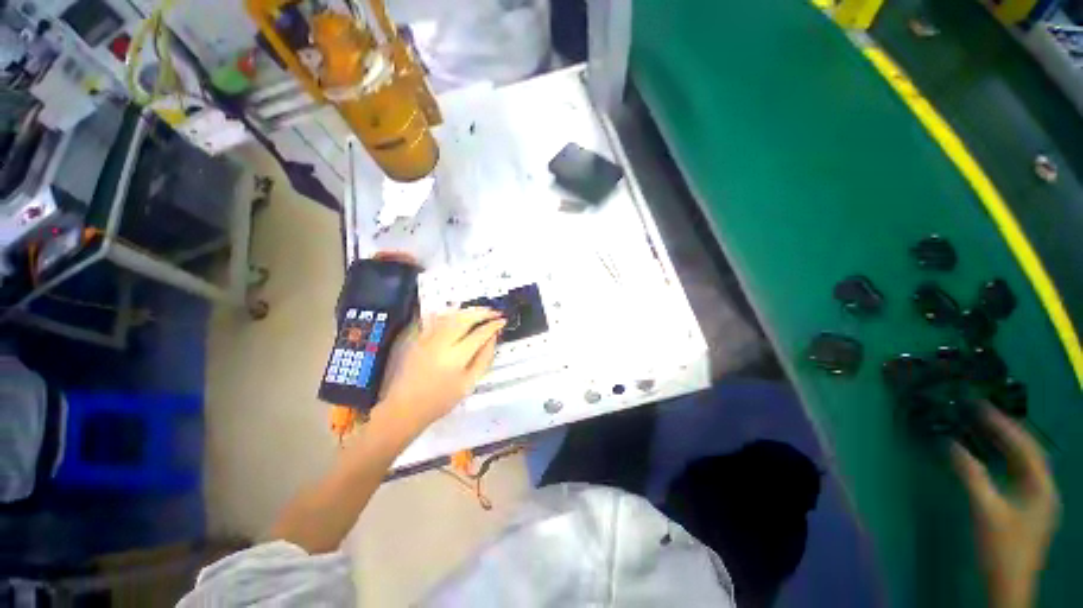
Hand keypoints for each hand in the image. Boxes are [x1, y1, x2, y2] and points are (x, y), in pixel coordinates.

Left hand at [381, 308, 504, 429]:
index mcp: (456, 357)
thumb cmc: (441, 400)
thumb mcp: (469, 383)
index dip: (493, 325)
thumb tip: (493, 338)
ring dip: (468, 311)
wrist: (405, 407)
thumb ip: (484, 358)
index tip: (502, 321)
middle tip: (494, 312)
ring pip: (451, 316)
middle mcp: (441, 343)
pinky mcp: (417, 338)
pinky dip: (451, 314)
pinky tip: (458, 314)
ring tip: (480, 311)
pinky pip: (437, 319)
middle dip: (482, 313)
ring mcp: (427, 338)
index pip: (479, 334)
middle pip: (465, 319)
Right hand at [952, 407, 1059, 607]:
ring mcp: (1038, 500)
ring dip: (1006, 445)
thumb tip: (949, 444)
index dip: (1005, 425)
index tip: (982, 407)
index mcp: (1042, 487)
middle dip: (1007, 432)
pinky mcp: (1028, 508)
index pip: (1026, 446)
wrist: (1008, 586)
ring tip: (985, 429)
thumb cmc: (1001, 547)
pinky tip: (992, 458)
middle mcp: (1044, 489)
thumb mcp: (985, 510)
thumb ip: (970, 474)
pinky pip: (1019, 475)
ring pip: (1024, 464)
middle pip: (1029, 453)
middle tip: (982, 414)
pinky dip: (1005, 461)